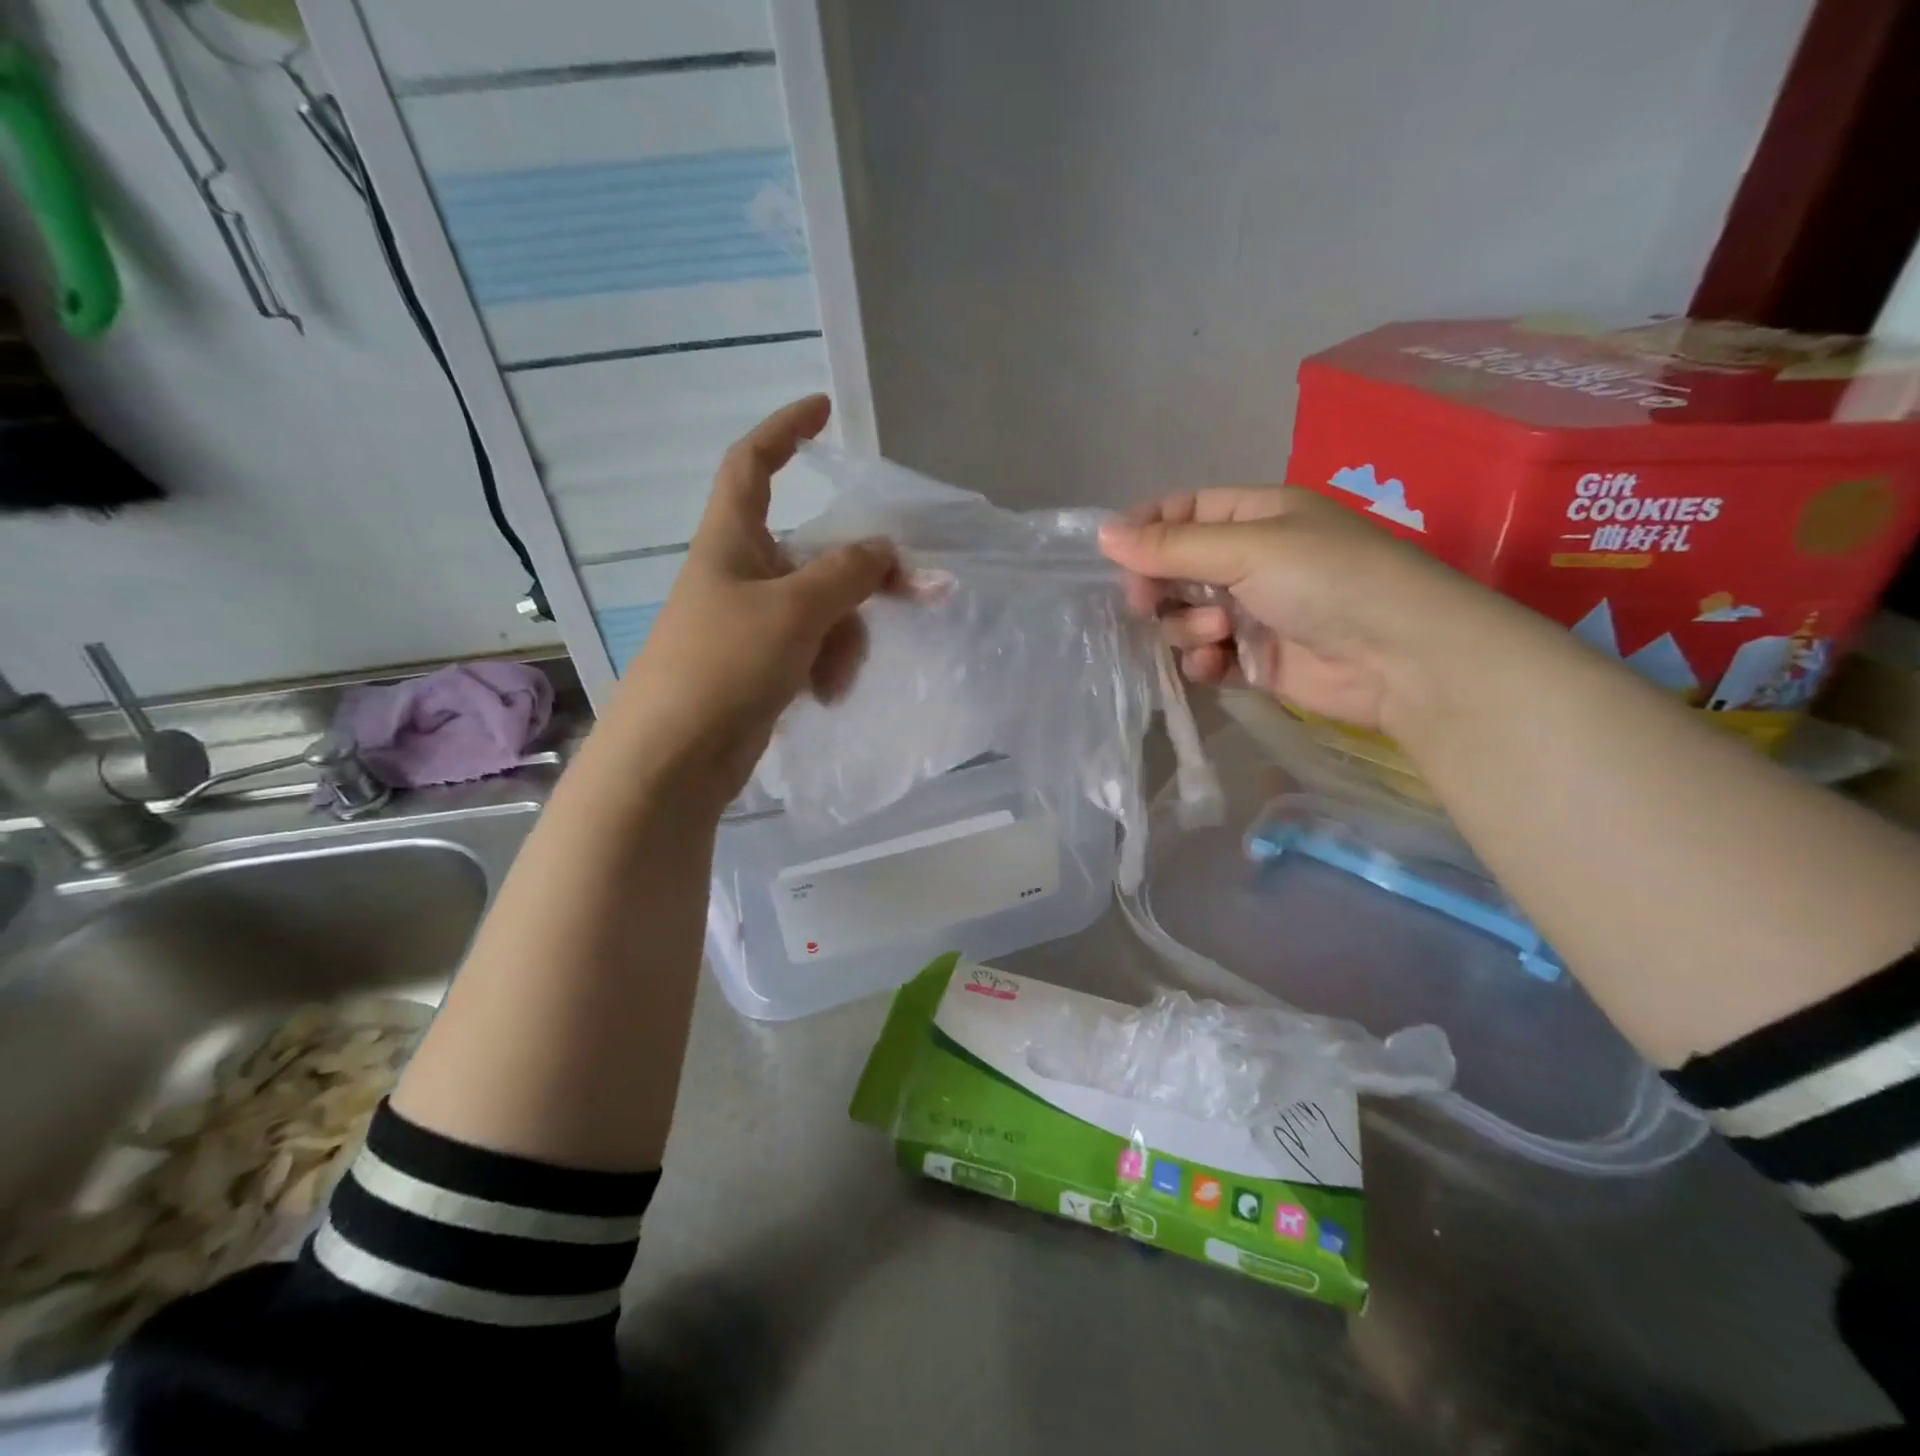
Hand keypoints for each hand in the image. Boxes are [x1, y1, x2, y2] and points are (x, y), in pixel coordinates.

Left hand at [605, 396, 896, 802]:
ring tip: (836, 678)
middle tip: (916, 592)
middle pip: (816, 553)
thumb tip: (886, 551)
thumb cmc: (722, 665)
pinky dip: (826, 665)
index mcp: (731, 541)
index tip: (824, 412)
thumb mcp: (793, 610)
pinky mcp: (761, 667)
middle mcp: (741, 574)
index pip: (752, 464)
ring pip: (823, 608)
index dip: (784, 430)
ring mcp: (751, 623)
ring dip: (844, 637)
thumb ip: (847, 573)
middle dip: (859, 578)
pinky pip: (812, 648)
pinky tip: (827, 694)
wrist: (674, 758)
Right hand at [1097, 486, 1493, 734]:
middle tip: (1148, 603)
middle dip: (1159, 586)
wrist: (1401, 658)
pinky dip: (1202, 661)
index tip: (1114, 557)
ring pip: (1184, 615)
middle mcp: (1250, 560)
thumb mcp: (1247, 549)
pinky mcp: (1255, 659)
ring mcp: (1252, 612)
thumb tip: (1102, 533)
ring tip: (1216, 633)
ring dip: (1186, 626)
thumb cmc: (1328, 580)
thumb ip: (1171, 546)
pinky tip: (1215, 664)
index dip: (1145, 531)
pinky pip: (1205, 656)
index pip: (1182, 512)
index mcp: (1255, 516)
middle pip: (1175, 567)